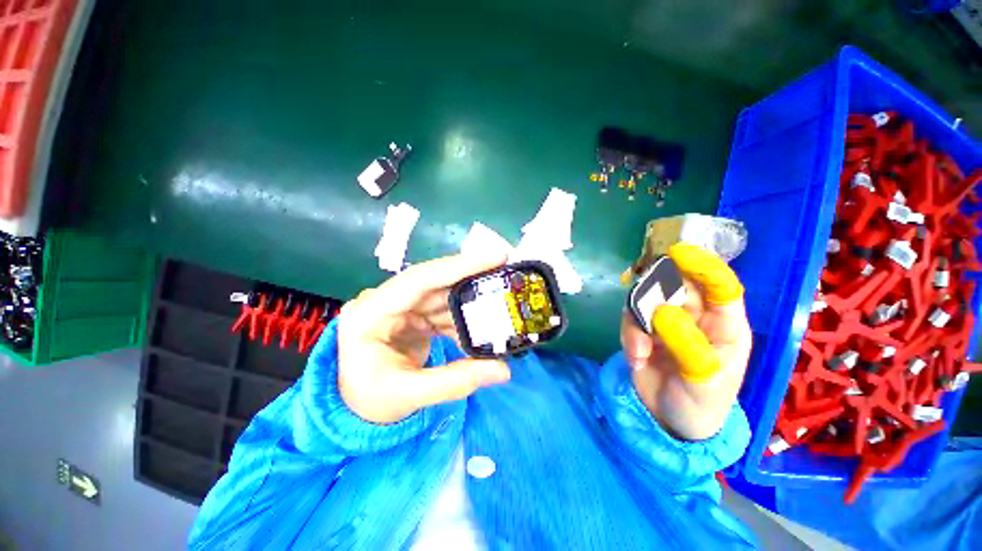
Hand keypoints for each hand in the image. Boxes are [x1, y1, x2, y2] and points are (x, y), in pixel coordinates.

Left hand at [337, 253, 511, 424]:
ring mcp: (397, 306)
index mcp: (369, 314)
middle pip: (433, 280)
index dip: (458, 266)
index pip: (418, 280)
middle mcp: (382, 301)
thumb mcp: (409, 395)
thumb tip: (503, 370)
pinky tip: (480, 324)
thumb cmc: (370, 401)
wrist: (356, 407)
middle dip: (470, 274)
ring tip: (500, 297)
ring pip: (440, 292)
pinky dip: (462, 316)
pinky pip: (441, 307)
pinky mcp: (410, 314)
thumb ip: (456, 382)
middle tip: (504, 266)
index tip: (495, 257)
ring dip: (470, 297)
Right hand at [620, 243, 751, 439]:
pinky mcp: (643, 329)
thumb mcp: (703, 380)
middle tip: (646, 311)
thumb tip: (662, 311)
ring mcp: (666, 321)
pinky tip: (635, 359)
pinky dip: (628, 335)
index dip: (703, 267)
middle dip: (657, 292)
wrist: (669, 420)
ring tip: (639, 351)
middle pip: (675, 285)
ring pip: (646, 299)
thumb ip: (687, 344)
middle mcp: (695, 316)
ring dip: (637, 322)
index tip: (679, 253)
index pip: (721, 287)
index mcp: (724, 325)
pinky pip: (629, 317)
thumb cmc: (702, 403)